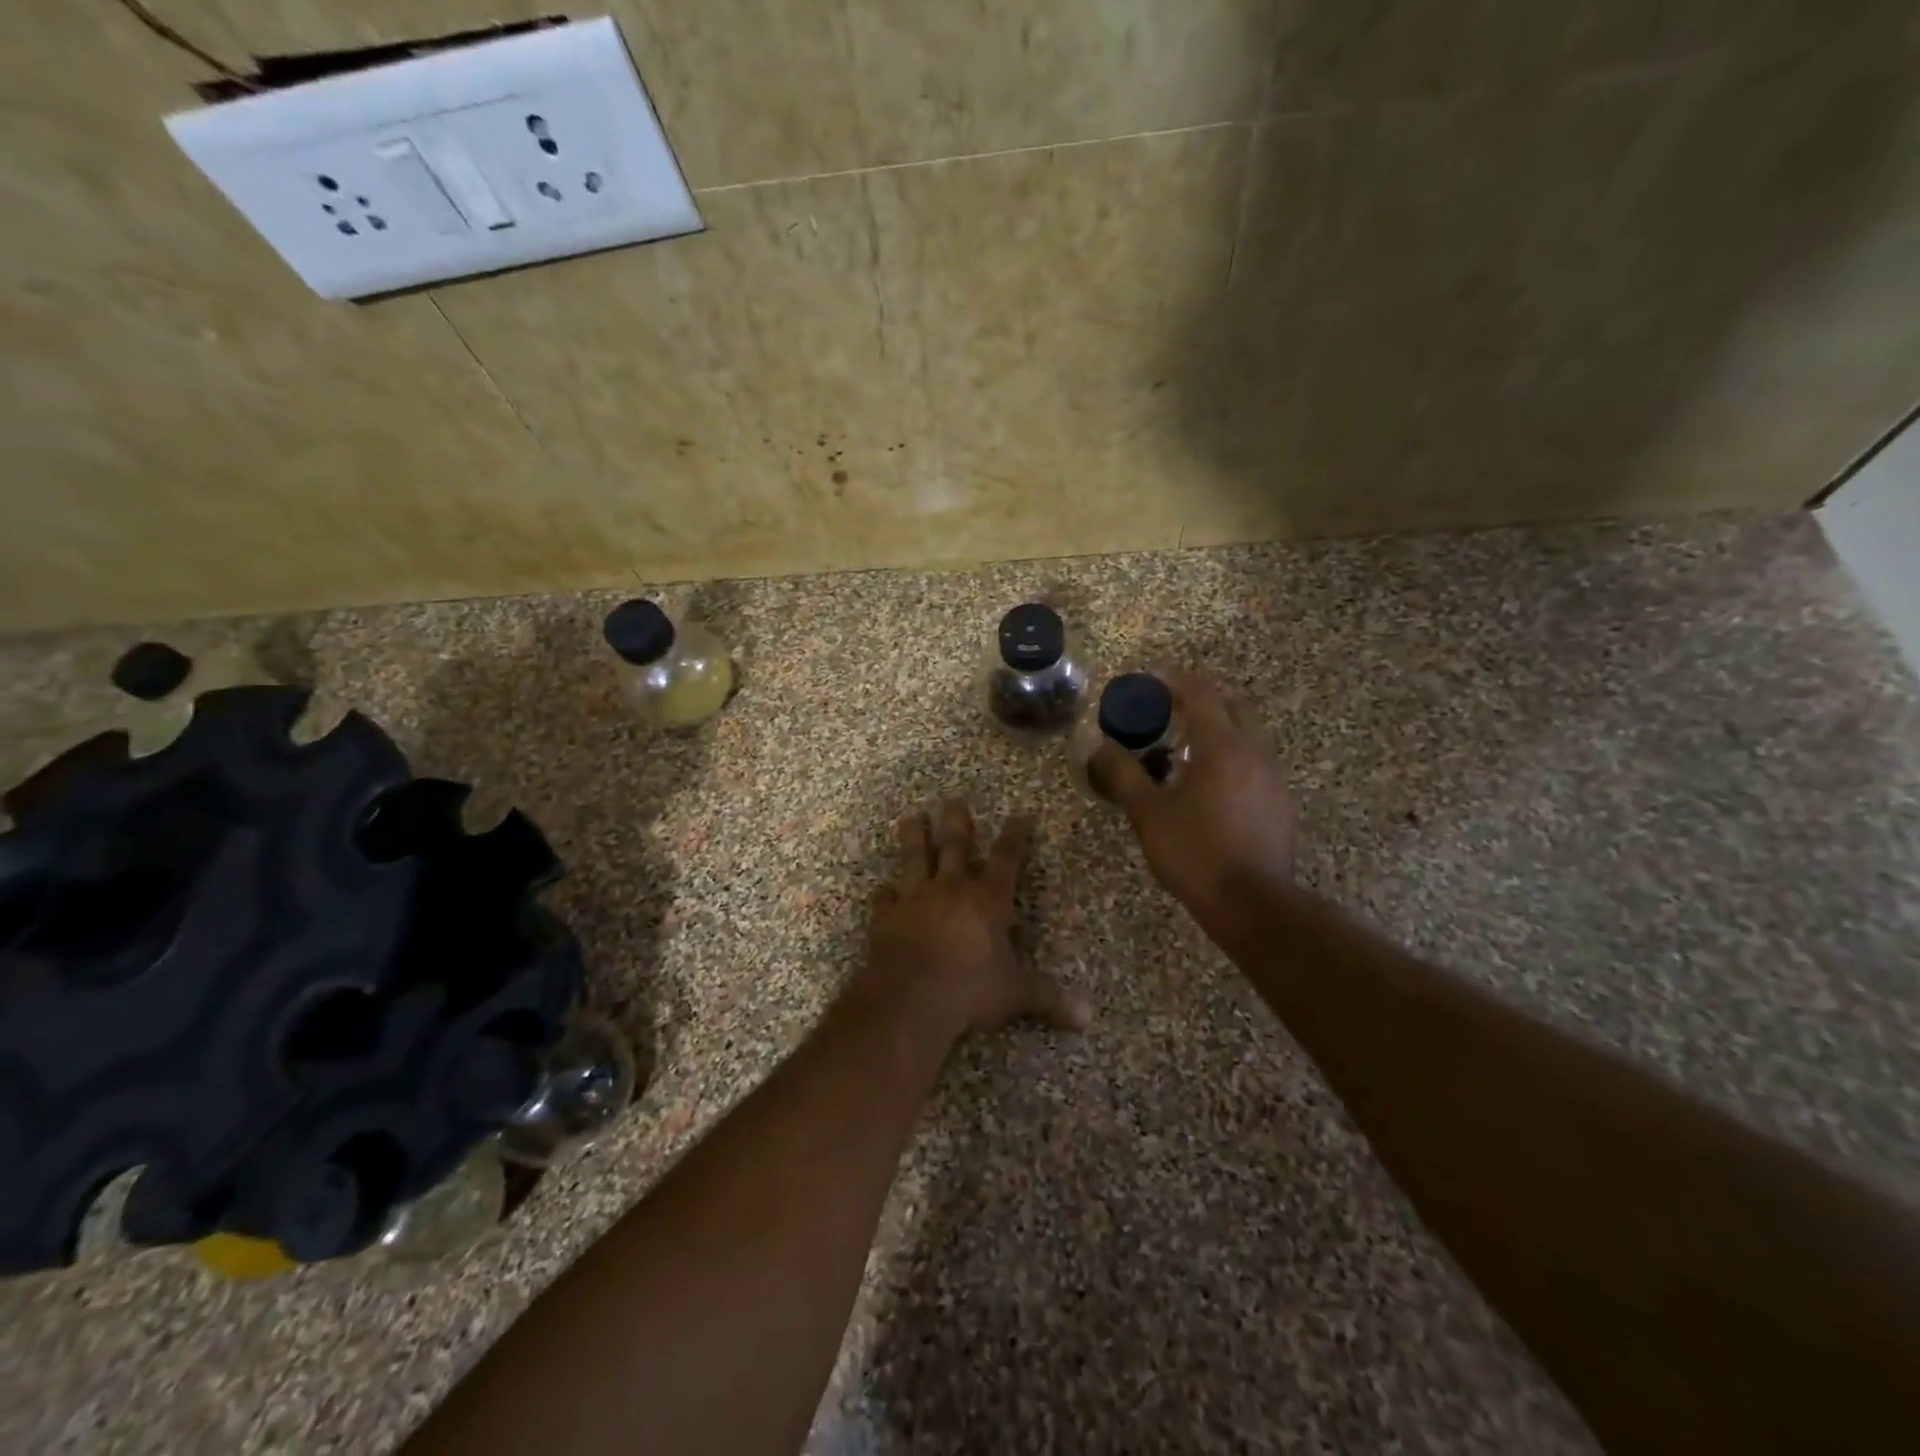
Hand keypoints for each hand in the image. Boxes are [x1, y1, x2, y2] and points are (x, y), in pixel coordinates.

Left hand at [852, 799, 1092, 1038]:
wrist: (911, 997)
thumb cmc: (971, 989)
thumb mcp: (1016, 994)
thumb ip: (1050, 1000)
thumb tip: (1089, 1018)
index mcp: (987, 899)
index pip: (1006, 858)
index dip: (1015, 836)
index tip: (1019, 815)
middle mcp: (951, 889)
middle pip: (954, 845)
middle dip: (957, 822)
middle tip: (953, 799)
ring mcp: (915, 899)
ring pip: (915, 858)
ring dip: (914, 837)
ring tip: (912, 817)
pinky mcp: (886, 917)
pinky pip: (884, 899)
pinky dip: (885, 894)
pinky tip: (883, 889)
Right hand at [1089, 669, 1297, 927]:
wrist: (1251, 903)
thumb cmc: (1194, 851)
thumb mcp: (1147, 812)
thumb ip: (1124, 773)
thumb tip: (1101, 745)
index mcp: (1222, 746)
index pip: (1202, 694)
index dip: (1176, 681)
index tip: (1153, 679)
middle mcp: (1254, 753)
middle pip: (1232, 707)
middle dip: (1201, 701)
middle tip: (1169, 710)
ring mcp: (1272, 779)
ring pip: (1246, 737)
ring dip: (1216, 731)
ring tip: (1183, 750)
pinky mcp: (1279, 805)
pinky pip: (1252, 765)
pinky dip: (1229, 759)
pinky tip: (1208, 787)